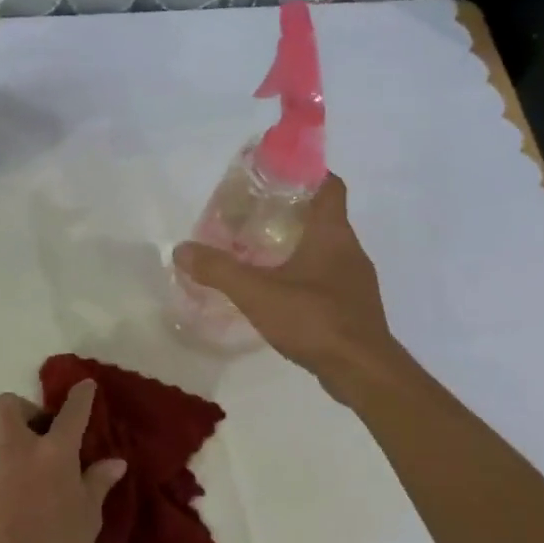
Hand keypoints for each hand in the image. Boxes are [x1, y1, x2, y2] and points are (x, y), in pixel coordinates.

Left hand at [0, 381, 127, 542]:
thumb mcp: (89, 515)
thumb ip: (98, 482)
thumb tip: (114, 462)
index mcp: (55, 451)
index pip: (71, 412)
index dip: (80, 395)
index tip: (84, 385)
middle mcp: (20, 449)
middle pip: (7, 404)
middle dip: (23, 408)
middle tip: (40, 430)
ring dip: (6, 436)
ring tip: (24, 460)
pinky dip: (0, 464)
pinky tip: (14, 489)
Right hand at [173, 174, 398, 401]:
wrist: (361, 369)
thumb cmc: (314, 319)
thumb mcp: (257, 292)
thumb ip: (219, 270)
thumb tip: (182, 249)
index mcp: (333, 232)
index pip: (329, 184)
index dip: (306, 173)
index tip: (275, 176)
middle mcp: (350, 249)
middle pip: (323, 217)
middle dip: (290, 213)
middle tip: (253, 219)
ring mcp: (355, 281)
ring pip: (325, 251)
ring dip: (297, 248)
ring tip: (260, 256)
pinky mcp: (354, 308)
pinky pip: (328, 280)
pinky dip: (305, 278)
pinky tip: (280, 295)